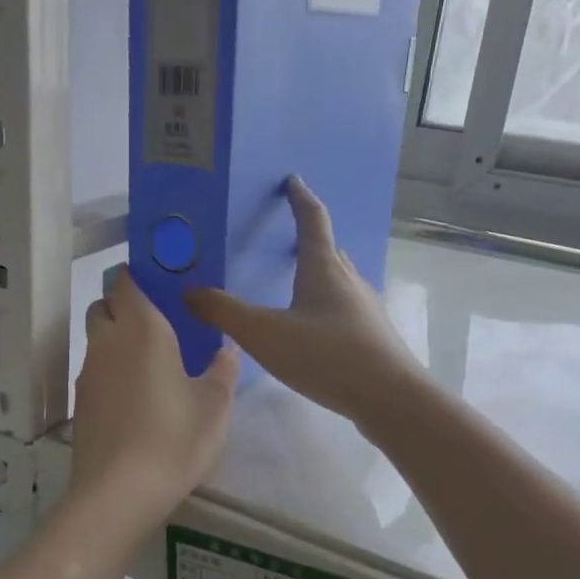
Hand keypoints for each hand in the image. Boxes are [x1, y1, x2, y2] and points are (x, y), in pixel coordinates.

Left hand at [71, 268, 239, 527]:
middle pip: (104, 306)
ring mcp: (88, 373)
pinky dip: (111, 371)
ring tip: (150, 365)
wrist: (118, 493)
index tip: (161, 285)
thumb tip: (226, 348)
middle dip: (124, 306)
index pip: (127, 282)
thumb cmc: (174, 440)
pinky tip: (135, 398)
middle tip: (158, 326)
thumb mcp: (214, 406)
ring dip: (116, 340)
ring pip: (97, 339)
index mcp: (142, 330)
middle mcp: (107, 342)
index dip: (139, 277)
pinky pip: (95, 370)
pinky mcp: (80, 403)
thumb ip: (223, 370)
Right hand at [187, 178, 423, 425]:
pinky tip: (313, 329)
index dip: (300, 198)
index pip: (312, 220)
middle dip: (308, 238)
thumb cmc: (325, 355)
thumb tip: (189, 292)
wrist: (389, 397)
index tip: (292, 181)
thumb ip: (224, 312)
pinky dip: (325, 305)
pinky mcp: (372, 336)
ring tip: (295, 283)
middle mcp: (349, 280)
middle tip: (285, 237)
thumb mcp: (264, 333)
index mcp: (324, 267)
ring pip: (338, 280)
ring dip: (318, 274)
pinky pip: (343, 308)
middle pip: (328, 249)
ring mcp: (365, 308)